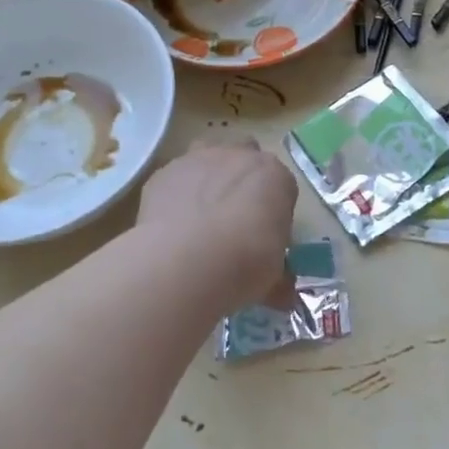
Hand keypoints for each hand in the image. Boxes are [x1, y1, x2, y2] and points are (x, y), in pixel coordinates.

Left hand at [136, 136, 297, 301]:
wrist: (187, 260)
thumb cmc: (245, 264)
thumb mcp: (272, 279)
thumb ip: (279, 280)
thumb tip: (283, 296)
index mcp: (275, 177)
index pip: (281, 187)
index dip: (273, 211)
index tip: (266, 237)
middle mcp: (239, 156)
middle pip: (246, 155)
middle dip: (243, 178)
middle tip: (235, 217)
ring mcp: (198, 159)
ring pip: (208, 152)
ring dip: (209, 173)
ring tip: (202, 212)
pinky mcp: (164, 172)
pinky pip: (175, 177)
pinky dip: (176, 193)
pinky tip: (172, 224)